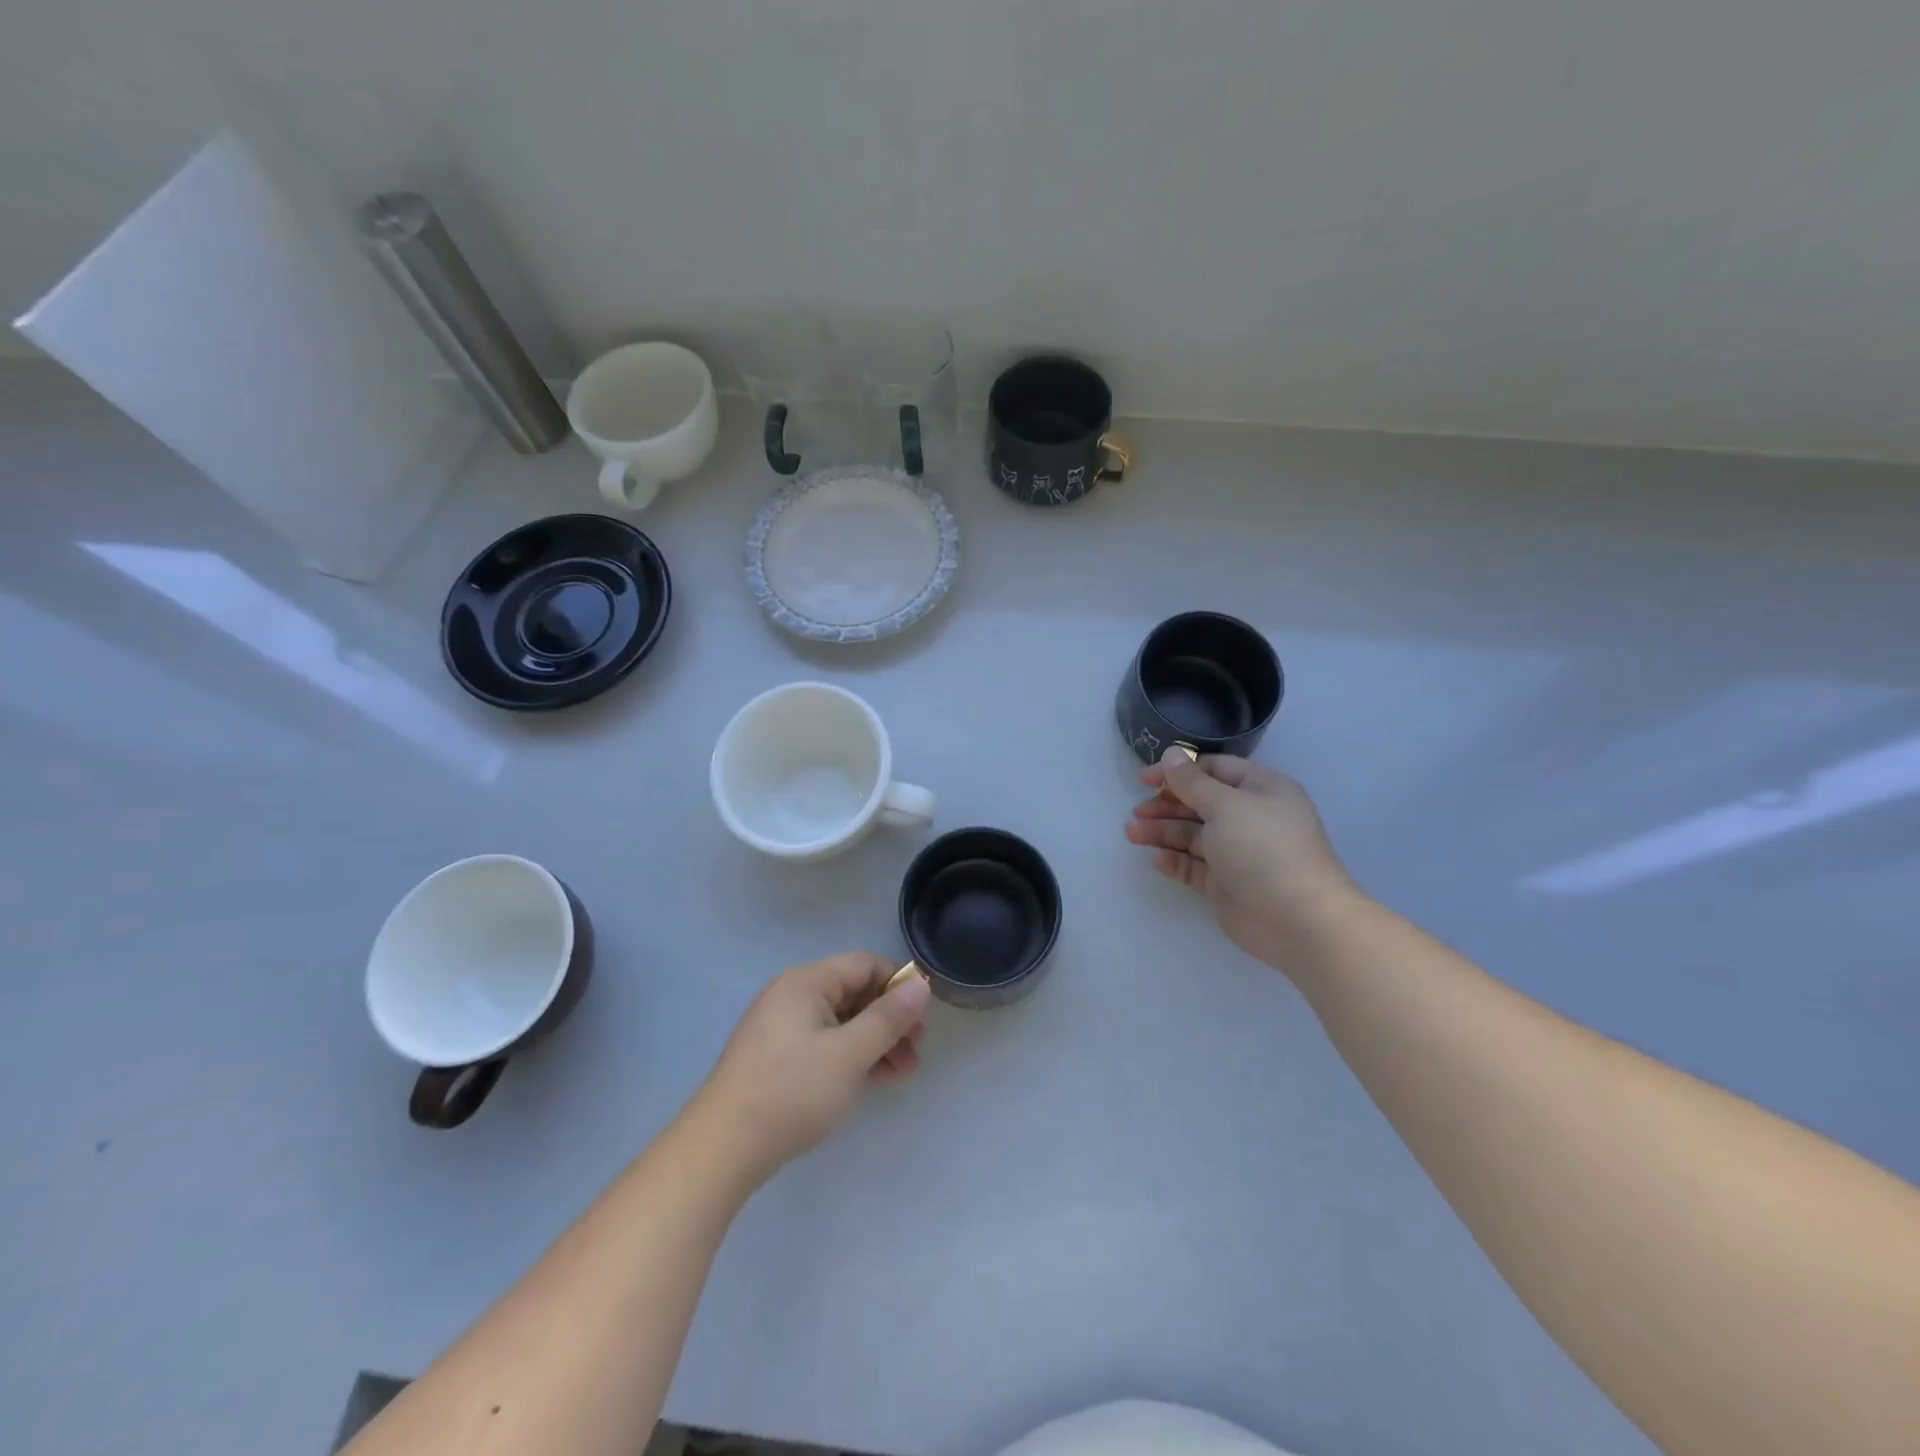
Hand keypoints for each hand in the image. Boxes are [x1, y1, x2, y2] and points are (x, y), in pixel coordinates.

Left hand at [691, 953, 930, 1186]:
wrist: (723, 1149)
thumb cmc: (791, 1091)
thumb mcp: (849, 1054)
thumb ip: (889, 1018)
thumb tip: (921, 984)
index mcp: (806, 982)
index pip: (864, 965)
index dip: (897, 984)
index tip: (924, 1016)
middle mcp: (792, 996)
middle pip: (854, 993)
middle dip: (890, 1019)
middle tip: (917, 1051)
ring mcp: (782, 1028)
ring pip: (842, 1022)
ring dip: (875, 1041)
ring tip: (904, 1072)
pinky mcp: (777, 1058)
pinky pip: (825, 1043)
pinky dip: (852, 1056)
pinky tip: (875, 1079)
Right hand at [1126, 749, 1361, 972]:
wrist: (1297, 919)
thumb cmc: (1263, 848)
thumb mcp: (1225, 805)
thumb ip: (1192, 781)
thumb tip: (1171, 753)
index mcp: (1260, 789)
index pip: (1214, 770)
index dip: (1179, 771)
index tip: (1145, 779)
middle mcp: (1250, 817)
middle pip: (1200, 803)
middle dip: (1167, 805)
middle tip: (1137, 812)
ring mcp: (1238, 852)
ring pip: (1193, 835)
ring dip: (1163, 831)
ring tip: (1132, 833)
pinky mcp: (1226, 884)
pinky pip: (1195, 866)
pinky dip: (1175, 860)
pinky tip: (1156, 860)